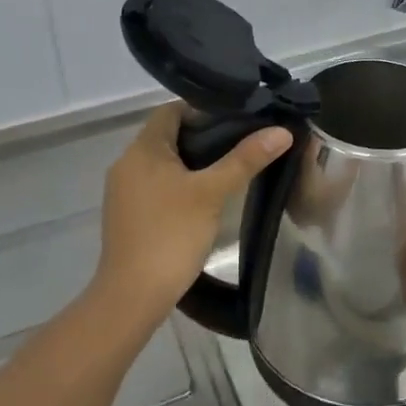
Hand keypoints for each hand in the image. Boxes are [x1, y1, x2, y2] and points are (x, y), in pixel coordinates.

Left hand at [93, 103, 291, 329]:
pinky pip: (155, 185)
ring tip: (228, 169)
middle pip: (167, 135)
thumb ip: (245, 159)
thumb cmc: (171, 234)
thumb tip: (281, 131)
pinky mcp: (127, 214)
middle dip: (202, 136)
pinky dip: (178, 184)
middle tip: (240, 143)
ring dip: (192, 162)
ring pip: (162, 162)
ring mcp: (123, 191)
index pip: (171, 110)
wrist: (133, 296)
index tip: (236, 119)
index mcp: (142, 149)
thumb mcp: (212, 193)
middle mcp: (127, 163)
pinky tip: (203, 198)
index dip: (203, 109)